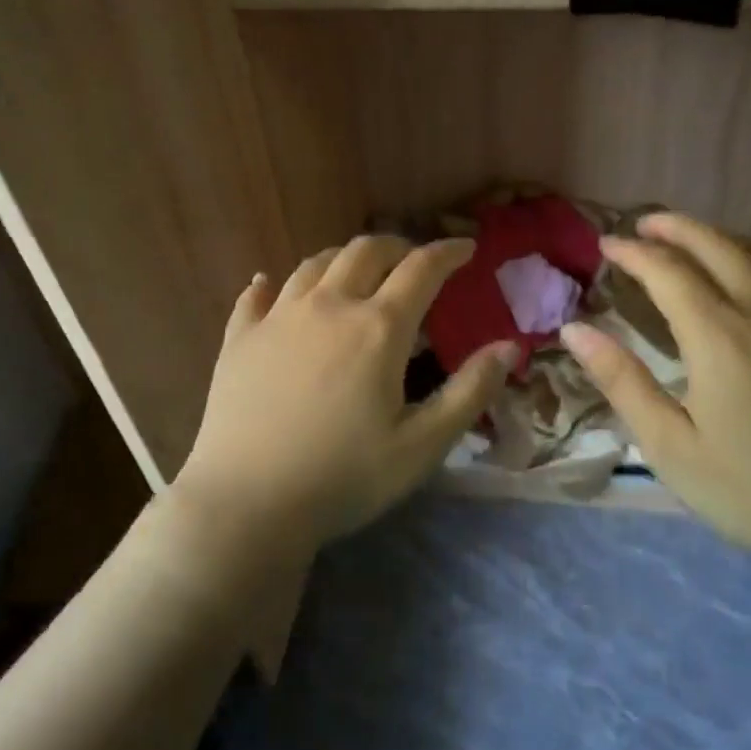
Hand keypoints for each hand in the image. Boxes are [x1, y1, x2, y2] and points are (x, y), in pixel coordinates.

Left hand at [171, 236, 517, 563]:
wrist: (248, 503)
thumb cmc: (344, 477)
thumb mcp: (422, 445)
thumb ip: (470, 391)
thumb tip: (511, 346)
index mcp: (378, 328)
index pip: (421, 269)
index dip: (448, 252)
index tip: (465, 247)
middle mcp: (328, 307)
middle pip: (365, 251)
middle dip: (397, 246)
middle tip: (412, 260)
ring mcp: (277, 318)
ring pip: (314, 265)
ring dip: (342, 258)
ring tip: (355, 269)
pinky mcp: (240, 339)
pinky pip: (255, 295)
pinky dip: (270, 283)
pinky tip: (269, 284)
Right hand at [559, 212, 750, 575]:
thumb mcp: (671, 446)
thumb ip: (622, 382)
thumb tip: (575, 331)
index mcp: (720, 337)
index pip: (668, 272)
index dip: (634, 252)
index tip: (606, 244)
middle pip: (718, 246)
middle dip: (676, 227)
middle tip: (644, 223)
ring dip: (717, 240)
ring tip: (688, 243)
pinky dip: (750, 268)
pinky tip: (741, 294)